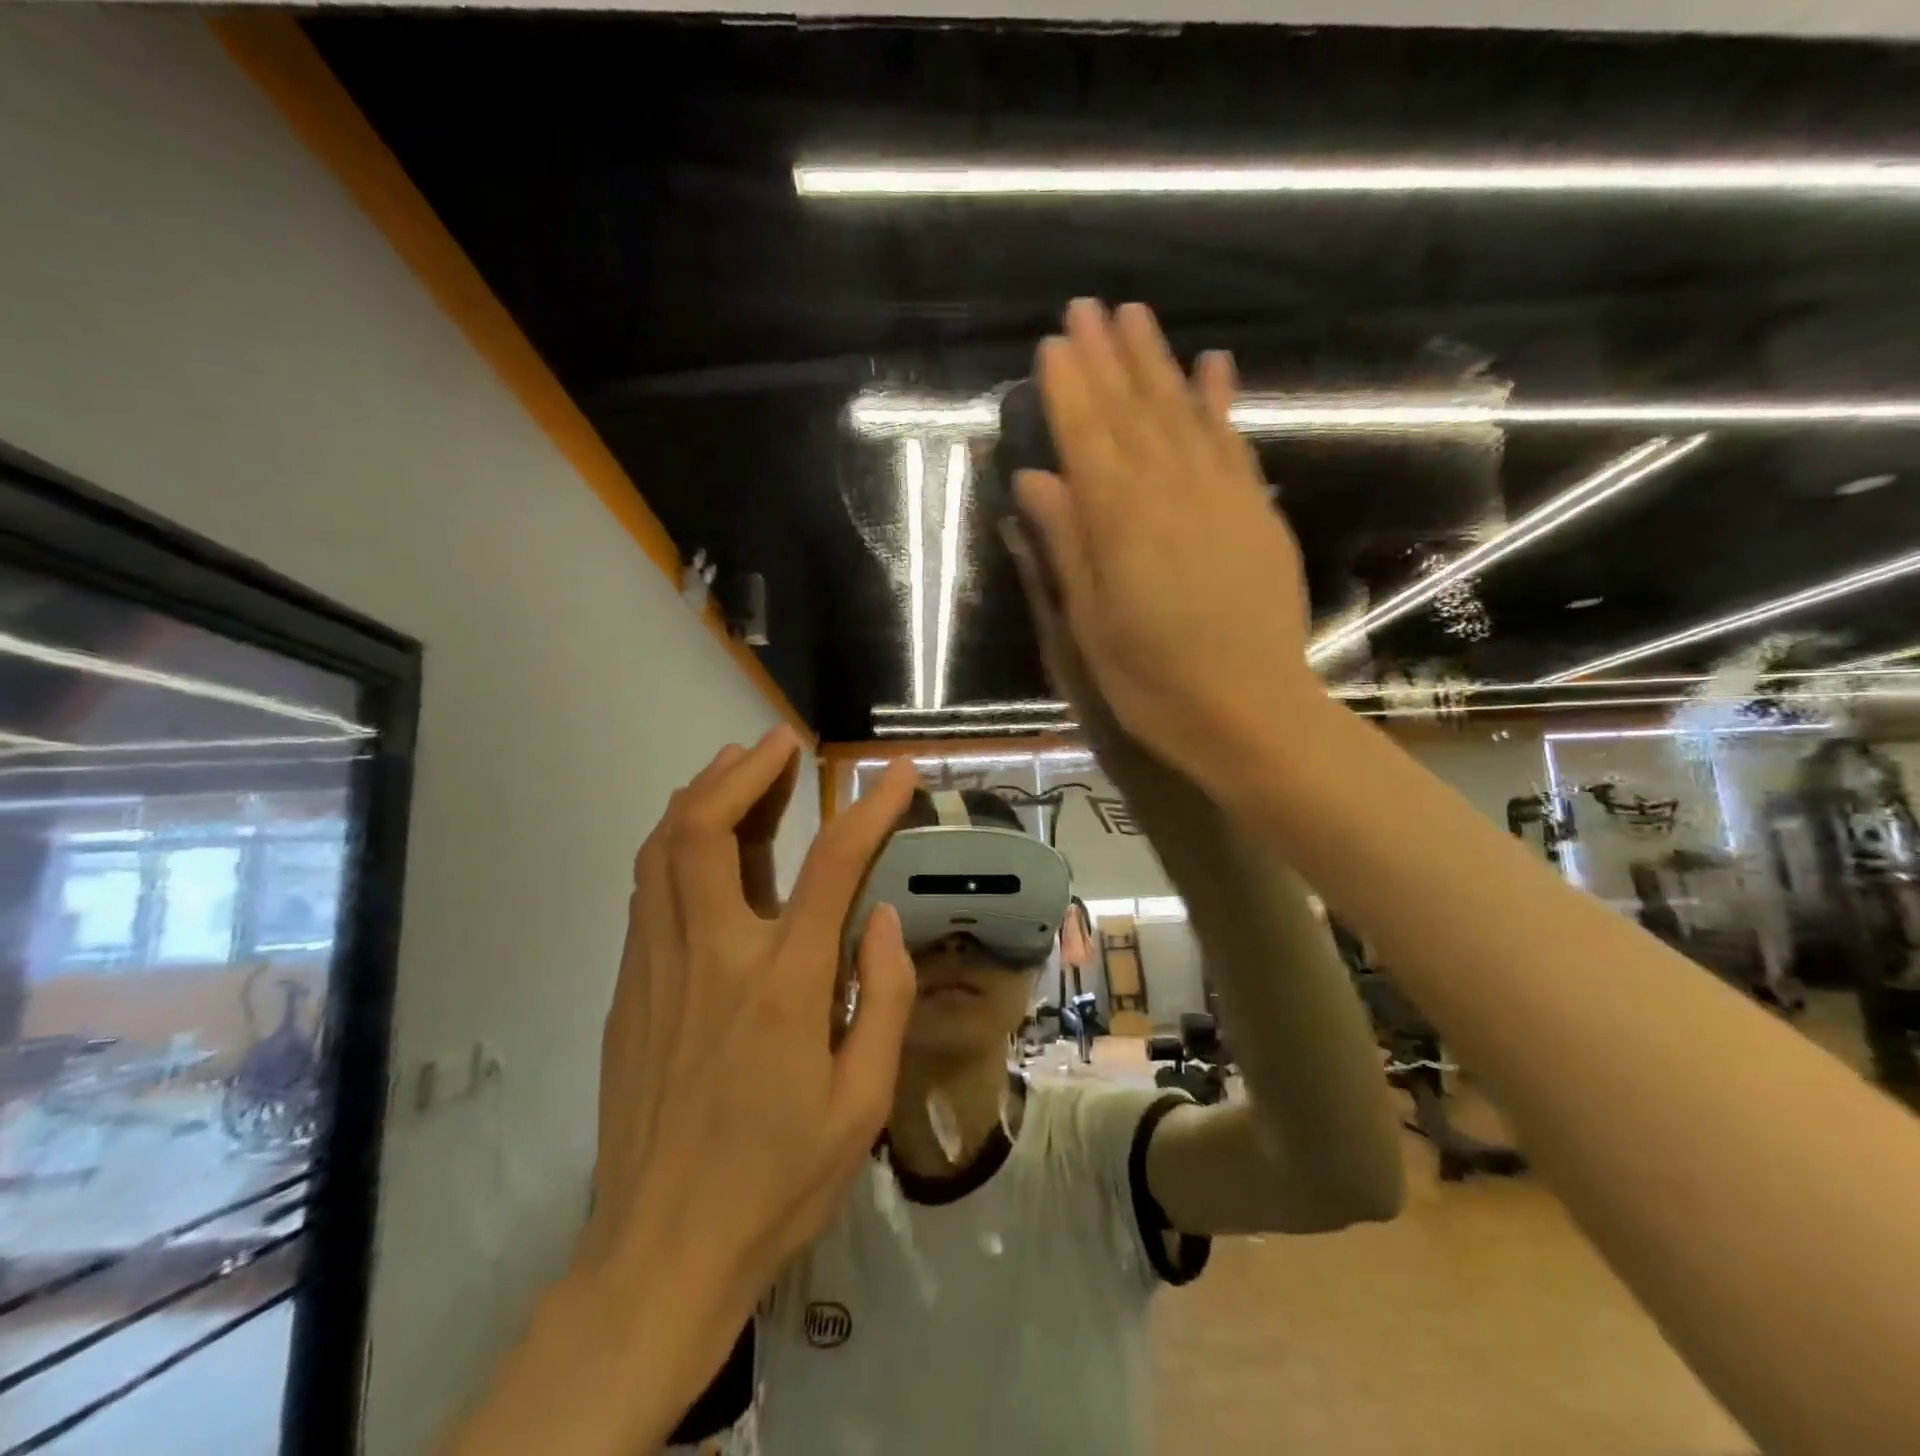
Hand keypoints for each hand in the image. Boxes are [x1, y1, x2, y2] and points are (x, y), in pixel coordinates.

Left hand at [451, 737, 919, 1455]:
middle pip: (708, 830)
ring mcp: (657, 968)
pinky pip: (649, 890)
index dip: (870, 807)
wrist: (661, 1254)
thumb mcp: (861, 1103)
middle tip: (780, 742)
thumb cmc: (777, 1180)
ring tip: (737, 765)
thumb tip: (882, 918)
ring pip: (663, 851)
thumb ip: (880, 998)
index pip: (833, 865)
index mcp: (781, 984)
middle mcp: (711, 956)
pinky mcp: (629, 989)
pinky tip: (701, 840)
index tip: (896, 772)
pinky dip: (676, 843)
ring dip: (701, 794)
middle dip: (746, 771)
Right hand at [1014, 299, 1325, 789]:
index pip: (1087, 437)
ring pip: (1183, 414)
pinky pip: (1234, 442)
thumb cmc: (1153, 682)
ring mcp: (1222, 497)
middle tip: (1088, 306)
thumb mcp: (1090, 623)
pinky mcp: (1257, 512)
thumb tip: (1035, 477)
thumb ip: (1067, 543)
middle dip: (1108, 357)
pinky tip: (1214, 365)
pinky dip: (1221, 401)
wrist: (1252, 713)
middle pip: (1134, 412)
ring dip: (1159, 363)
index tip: (1053, 342)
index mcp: (1121, 522)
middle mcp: (1171, 492)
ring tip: (1137, 316)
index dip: (1068, 388)